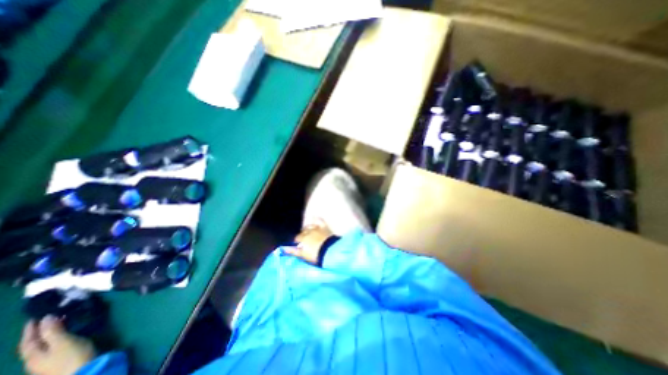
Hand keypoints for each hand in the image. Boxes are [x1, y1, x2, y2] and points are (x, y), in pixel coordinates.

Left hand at [20, 316, 94, 374]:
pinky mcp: (59, 360)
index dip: (30, 329)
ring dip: (48, 334)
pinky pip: (52, 346)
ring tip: (59, 323)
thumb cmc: (71, 356)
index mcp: (33, 356)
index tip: (36, 316)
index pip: (28, 341)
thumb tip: (46, 317)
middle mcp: (35, 360)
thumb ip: (53, 331)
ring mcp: (47, 362)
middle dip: (38, 332)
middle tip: (48, 318)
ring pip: (43, 346)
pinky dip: (56, 337)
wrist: (83, 371)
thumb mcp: (63, 342)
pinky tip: (65, 334)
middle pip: (33, 344)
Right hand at [284, 221, 334, 264]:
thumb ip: (293, 251)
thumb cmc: (315, 255)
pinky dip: (317, 219)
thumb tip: (284, 249)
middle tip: (305, 239)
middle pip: (303, 231)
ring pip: (310, 226)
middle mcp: (308, 231)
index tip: (298, 244)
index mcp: (303, 238)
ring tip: (309, 230)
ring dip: (308, 228)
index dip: (297, 241)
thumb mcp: (303, 255)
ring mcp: (317, 228)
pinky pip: (320, 220)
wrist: (330, 251)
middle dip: (303, 234)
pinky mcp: (324, 227)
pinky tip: (315, 217)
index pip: (297, 238)